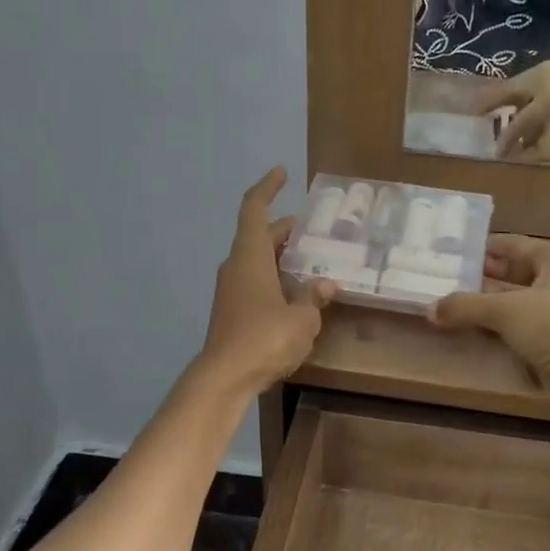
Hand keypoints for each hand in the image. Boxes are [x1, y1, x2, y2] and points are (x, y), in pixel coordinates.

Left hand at [197, 167, 334, 396]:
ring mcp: (231, 290)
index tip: (281, 172)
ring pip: (258, 260)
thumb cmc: (264, 339)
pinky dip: (276, 277)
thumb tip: (325, 285)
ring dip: (282, 256)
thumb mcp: (301, 319)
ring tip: (312, 259)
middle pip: (259, 235)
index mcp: (250, 256)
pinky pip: (256, 281)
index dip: (267, 187)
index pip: (255, 209)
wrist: (224, 378)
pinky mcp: (232, 311)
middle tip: (313, 228)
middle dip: (285, 228)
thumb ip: (313, 297)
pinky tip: (297, 293)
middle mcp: (236, 266)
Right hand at [430, 235, 549, 413]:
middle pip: (512, 272)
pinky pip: (518, 324)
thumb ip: (465, 306)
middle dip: (481, 277)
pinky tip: (474, 329)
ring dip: (487, 304)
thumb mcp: (503, 310)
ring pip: (514, 300)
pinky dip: (498, 325)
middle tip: (445, 279)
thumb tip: (430, 309)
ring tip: (451, 304)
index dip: (482, 248)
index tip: (452, 252)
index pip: (511, 244)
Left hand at [475, 54, 549, 161]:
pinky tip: (520, 135)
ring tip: (509, 145)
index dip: (506, 140)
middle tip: (506, 156)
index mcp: (545, 108)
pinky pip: (546, 139)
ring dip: (527, 149)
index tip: (494, 153)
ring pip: (544, 146)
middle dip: (525, 158)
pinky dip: (532, 140)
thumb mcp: (524, 82)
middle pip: (544, 151)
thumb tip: (476, 111)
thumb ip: (500, 96)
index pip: (522, 127)